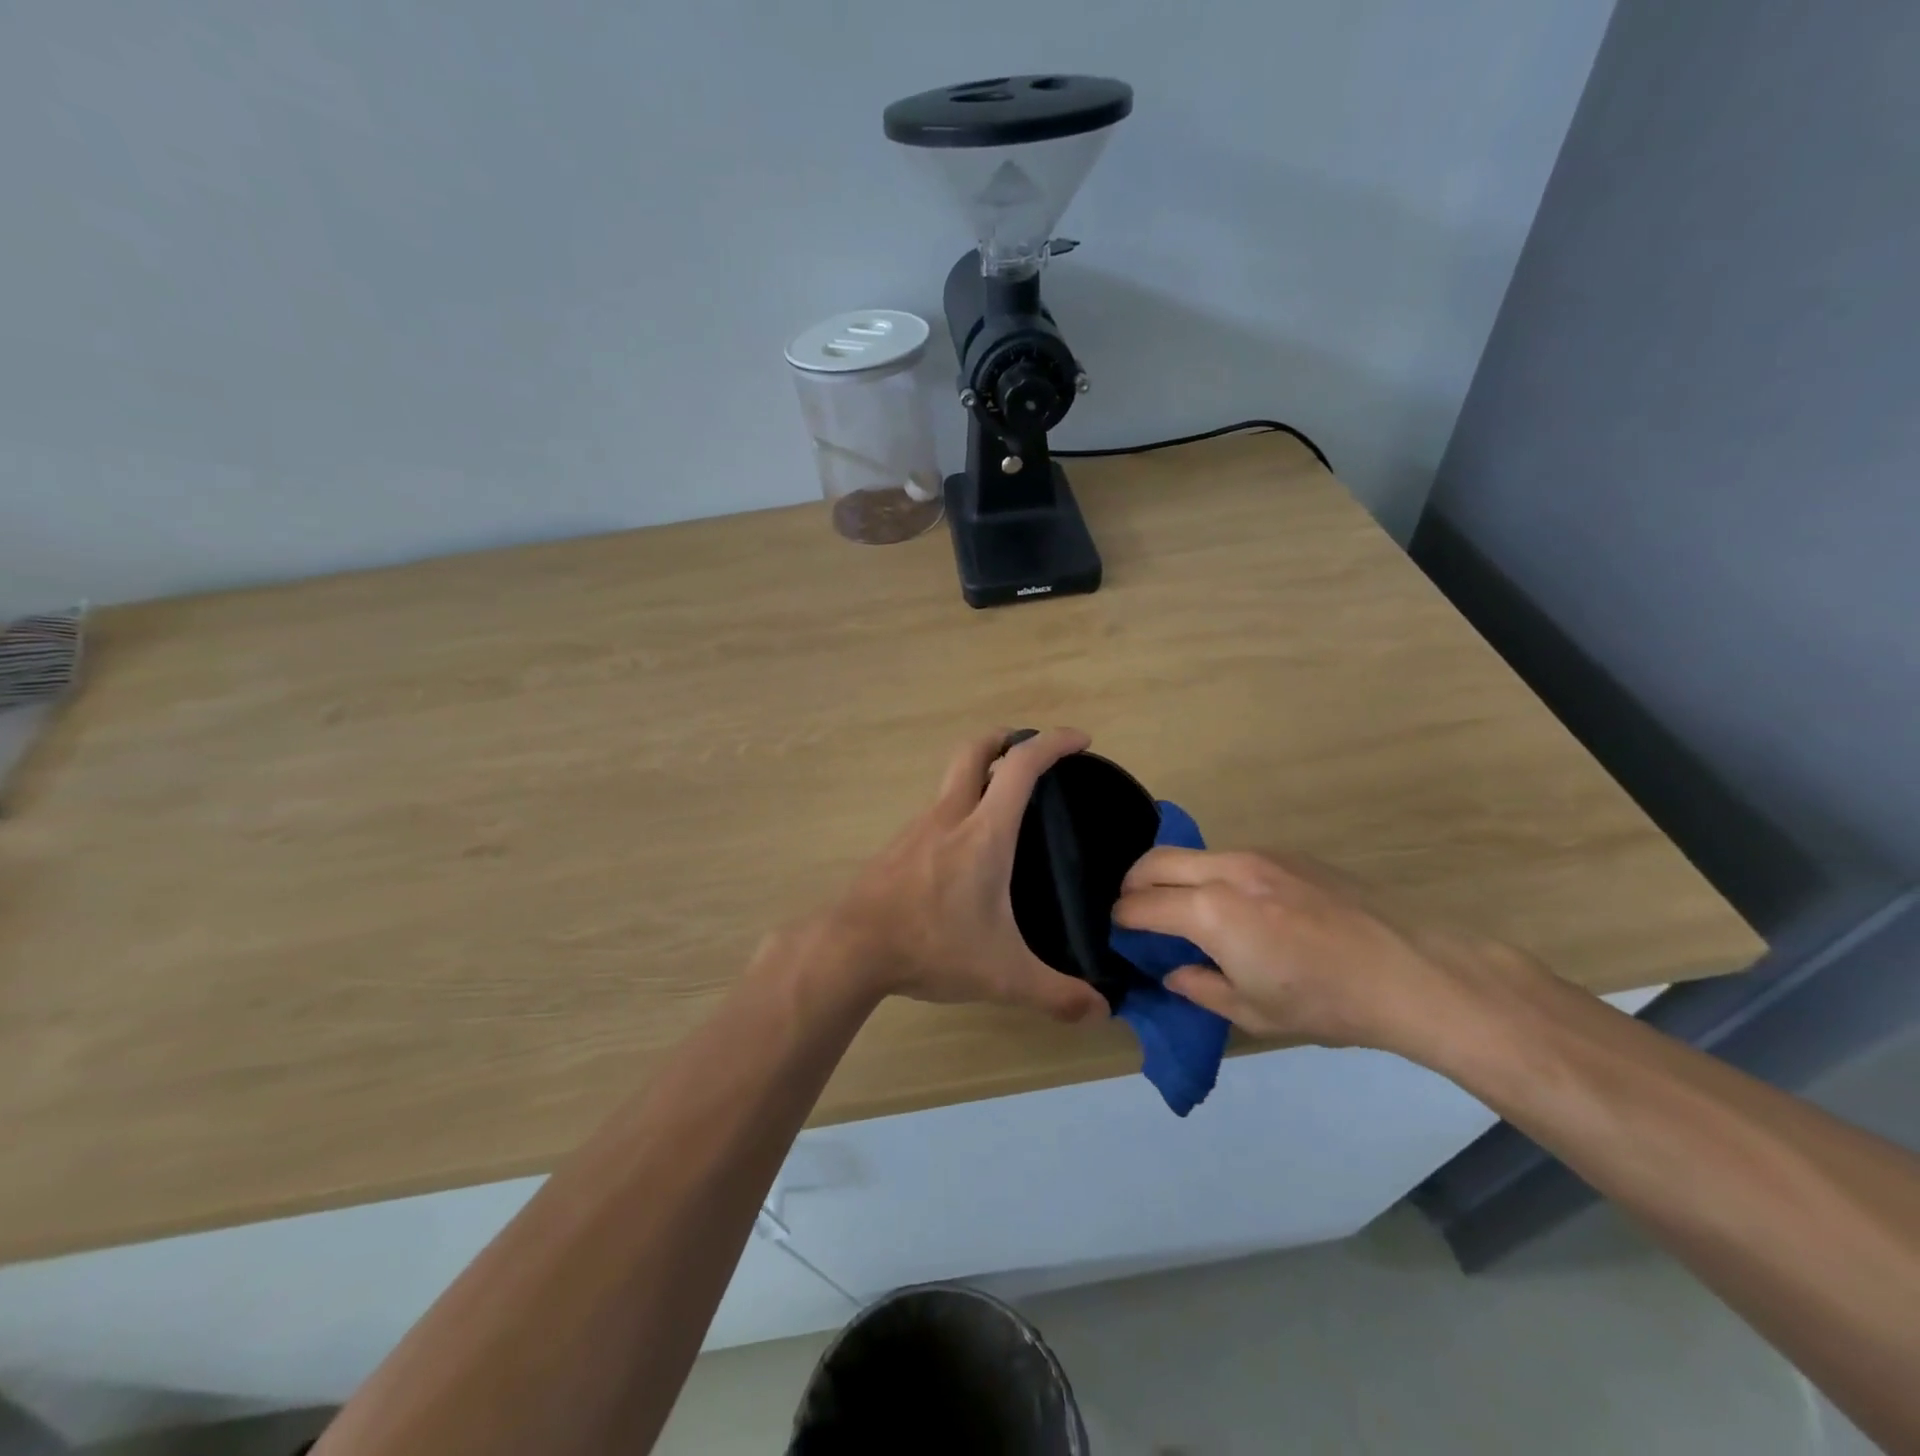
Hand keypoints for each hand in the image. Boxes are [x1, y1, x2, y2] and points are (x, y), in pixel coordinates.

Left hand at [810, 729, 1109, 1024]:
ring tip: (1005, 807)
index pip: (1021, 766)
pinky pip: (936, 811)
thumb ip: (1055, 994)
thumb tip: (1101, 1012)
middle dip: (1006, 738)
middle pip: (975, 750)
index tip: (1080, 740)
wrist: (850, 947)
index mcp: (983, 832)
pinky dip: (958, 808)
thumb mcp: (1003, 975)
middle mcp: (950, 815)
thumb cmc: (931, 946)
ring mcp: (917, 827)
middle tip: (1030, 752)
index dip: (1053, 743)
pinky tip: (965, 850)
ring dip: (979, 775)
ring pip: (951, 780)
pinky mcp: (897, 846)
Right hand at [1112, 847, 1535, 1053]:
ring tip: (1183, 907)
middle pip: (1155, 861)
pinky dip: (1211, 875)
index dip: (1122, 918)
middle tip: (1134, 909)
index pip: (1142, 904)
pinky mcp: (1288, 854)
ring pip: (1194, 854)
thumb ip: (1200, 988)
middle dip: (1133, 883)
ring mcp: (1259, 855)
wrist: (1409, 971)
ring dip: (1174, 875)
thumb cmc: (1325, 1002)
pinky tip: (1236, 905)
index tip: (1117, 929)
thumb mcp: (1253, 1012)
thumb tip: (1173, 973)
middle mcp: (1226, 870)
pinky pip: (1230, 857)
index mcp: (1210, 911)